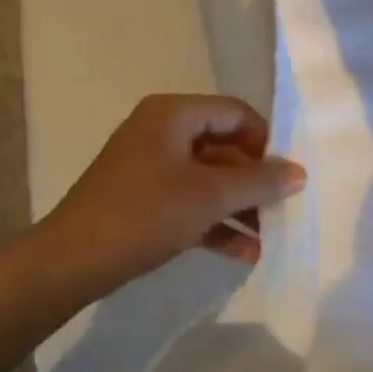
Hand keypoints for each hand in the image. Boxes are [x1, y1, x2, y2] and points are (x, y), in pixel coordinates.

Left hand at [37, 95, 306, 295]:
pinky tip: (243, 253)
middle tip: (283, 210)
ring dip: (238, 206)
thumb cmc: (144, 213)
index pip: (233, 112)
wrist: (73, 259)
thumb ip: (257, 182)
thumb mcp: (208, 196)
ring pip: (207, 178)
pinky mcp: (143, 198)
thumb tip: (299, 172)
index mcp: (173, 113)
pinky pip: (189, 200)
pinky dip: (215, 221)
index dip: (264, 141)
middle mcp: (161, 130)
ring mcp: (150, 165)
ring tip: (270, 238)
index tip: (286, 176)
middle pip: (223, 146)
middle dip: (254, 181)